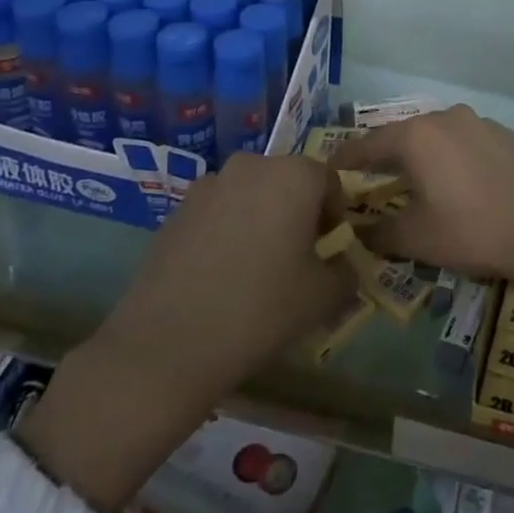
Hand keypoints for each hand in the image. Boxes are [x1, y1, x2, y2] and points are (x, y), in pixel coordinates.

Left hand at [20, 154, 353, 512]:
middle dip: (298, 212)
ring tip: (255, 266)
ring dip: (260, 218)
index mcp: (294, 175)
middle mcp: (252, 166)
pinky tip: (220, 274)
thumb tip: (343, 264)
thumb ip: (347, 271)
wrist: (167, 346)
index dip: (335, 214)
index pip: (329, 182)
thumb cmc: (261, 310)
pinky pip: (217, 212)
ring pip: (250, 195)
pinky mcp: (175, 211)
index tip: (329, 249)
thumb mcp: (324, 296)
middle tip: (296, 256)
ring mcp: (208, 185)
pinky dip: (227, 230)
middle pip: (288, 182)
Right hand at [331, 107, 513, 337]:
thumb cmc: (471, 230)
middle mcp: (447, 117)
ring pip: (438, 135)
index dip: (347, 159)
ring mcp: (480, 122)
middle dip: (385, 155)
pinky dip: (453, 156)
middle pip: (404, 135)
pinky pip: (466, 141)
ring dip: (422, 154)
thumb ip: (378, 232)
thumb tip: (356, 232)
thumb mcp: (416, 237)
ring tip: (413, 178)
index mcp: (418, 136)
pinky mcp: (506, 135)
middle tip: (369, 176)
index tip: (329, 169)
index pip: (369, 144)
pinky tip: (457, 180)